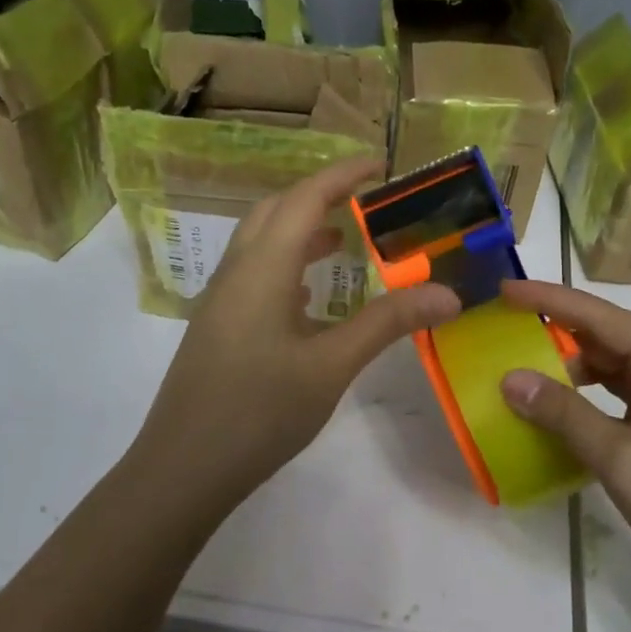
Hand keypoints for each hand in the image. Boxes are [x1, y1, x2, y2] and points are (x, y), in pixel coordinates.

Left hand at [130, 158, 461, 510]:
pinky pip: (254, 275)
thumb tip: (447, 294)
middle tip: (365, 199)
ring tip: (344, 239)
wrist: (183, 468)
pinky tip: (309, 296)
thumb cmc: (259, 412)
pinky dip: (286, 265)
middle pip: (275, 212)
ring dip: (300, 230)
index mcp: (262, 269)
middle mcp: (236, 272)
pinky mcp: (216, 327)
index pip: (304, 200)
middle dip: (318, 195)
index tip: (380, 163)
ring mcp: (220, 300)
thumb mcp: (331, 367)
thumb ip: (387, 324)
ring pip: (261, 243)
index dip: (342, 175)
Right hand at [496, 279, 630, 609]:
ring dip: (571, 373)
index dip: (549, 299)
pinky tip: (558, 417)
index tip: (504, 289)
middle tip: (504, 334)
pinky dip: (588, 405)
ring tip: (522, 374)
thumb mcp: (623, 457)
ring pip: (614, 373)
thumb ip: (564, 414)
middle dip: (556, 334)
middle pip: (608, 339)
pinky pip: (622, 403)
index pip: (600, 315)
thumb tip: (510, 379)